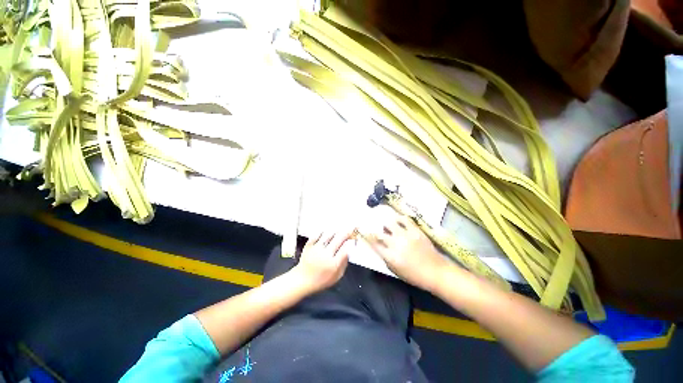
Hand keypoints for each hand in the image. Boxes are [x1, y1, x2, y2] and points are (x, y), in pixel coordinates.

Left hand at [291, 229, 353, 292]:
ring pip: (329, 234)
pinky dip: (323, 232)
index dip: (350, 242)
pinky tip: (327, 232)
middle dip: (346, 232)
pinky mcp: (309, 245)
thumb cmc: (321, 280)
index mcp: (333, 264)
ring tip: (339, 230)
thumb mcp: (337, 276)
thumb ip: (344, 263)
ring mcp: (316, 249)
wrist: (302, 280)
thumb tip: (349, 250)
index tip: (353, 239)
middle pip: (339, 238)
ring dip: (336, 231)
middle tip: (351, 228)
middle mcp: (325, 254)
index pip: (345, 249)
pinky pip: (317, 234)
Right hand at [366, 213, 450, 291]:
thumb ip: (385, 258)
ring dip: (386, 224)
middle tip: (373, 228)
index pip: (373, 243)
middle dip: (373, 230)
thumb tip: (378, 246)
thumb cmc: (414, 275)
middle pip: (379, 233)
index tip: (362, 232)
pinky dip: (399, 219)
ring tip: (387, 225)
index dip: (366, 236)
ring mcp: (406, 236)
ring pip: (390, 223)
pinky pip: (404, 219)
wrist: (436, 272)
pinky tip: (398, 220)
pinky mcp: (415, 231)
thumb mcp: (395, 270)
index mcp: (390, 256)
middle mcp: (395, 244)